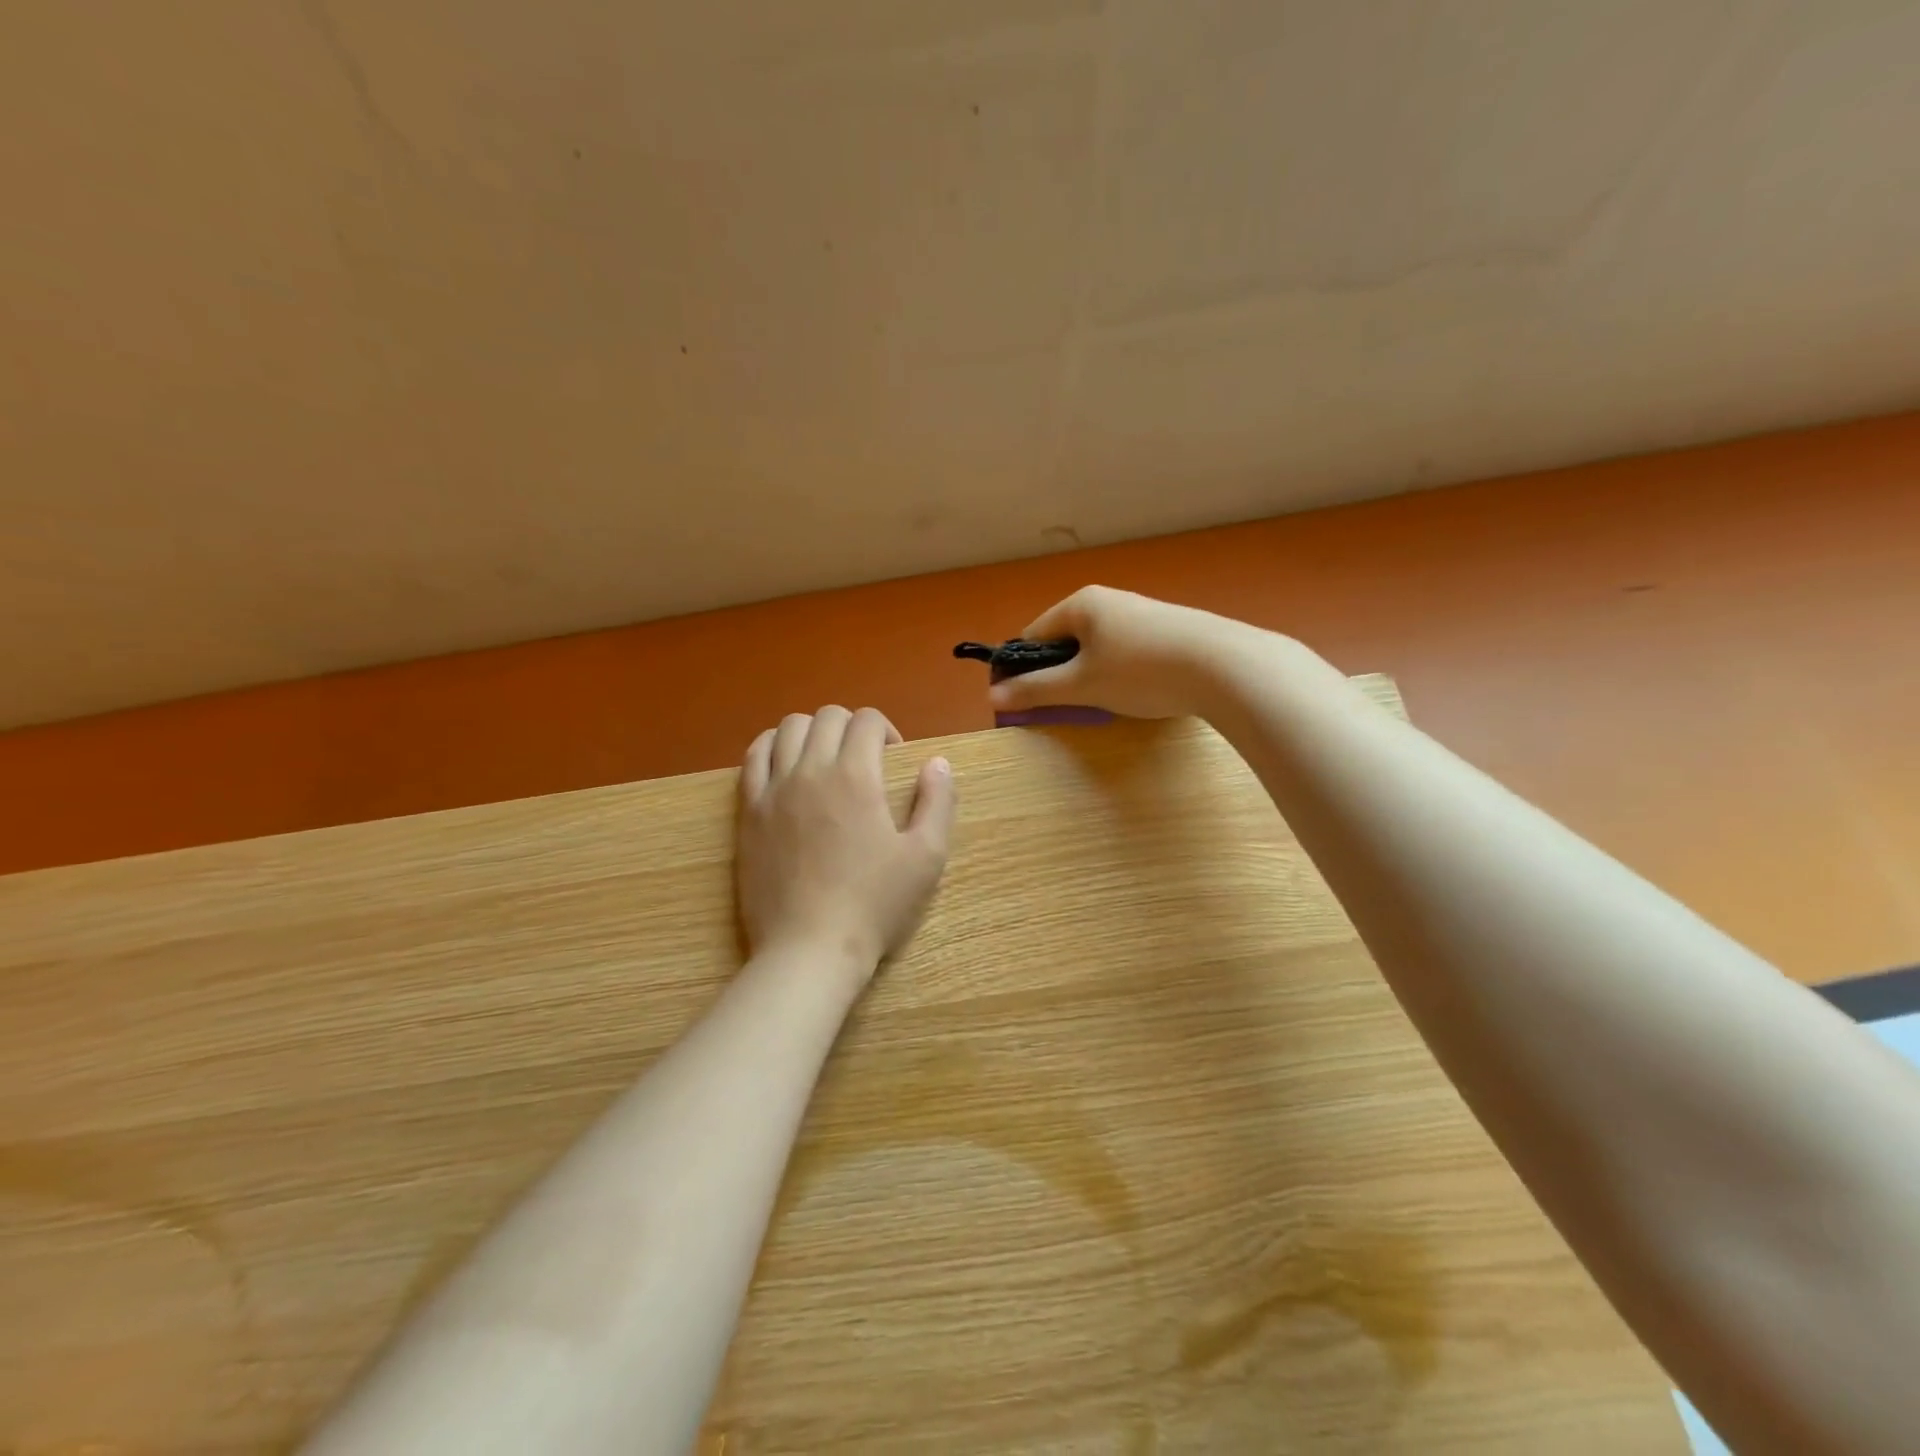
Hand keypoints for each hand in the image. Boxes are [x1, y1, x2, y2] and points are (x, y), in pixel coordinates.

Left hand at [737, 707, 956, 984]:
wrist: (809, 949)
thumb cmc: (874, 904)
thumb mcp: (926, 858)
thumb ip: (938, 803)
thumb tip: (938, 763)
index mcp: (855, 776)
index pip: (866, 720)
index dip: (886, 730)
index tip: (894, 758)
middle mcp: (810, 770)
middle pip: (827, 717)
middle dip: (852, 727)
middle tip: (865, 759)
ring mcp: (773, 789)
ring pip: (788, 728)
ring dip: (813, 731)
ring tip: (826, 759)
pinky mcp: (748, 812)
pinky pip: (753, 758)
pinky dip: (772, 747)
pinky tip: (787, 767)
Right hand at [986, 586, 1269, 719]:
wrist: (1226, 666)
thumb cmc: (1141, 671)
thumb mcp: (1082, 685)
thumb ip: (1036, 689)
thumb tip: (993, 694)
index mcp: (1081, 604)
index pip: (1033, 634)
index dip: (1022, 668)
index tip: (1023, 701)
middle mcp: (1109, 600)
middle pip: (1066, 641)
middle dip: (1059, 674)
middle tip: (1064, 707)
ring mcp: (1142, 613)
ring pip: (1098, 648)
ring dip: (1090, 676)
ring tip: (1102, 704)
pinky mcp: (1169, 630)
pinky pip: (1126, 651)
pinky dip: (1120, 673)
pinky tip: (1136, 694)